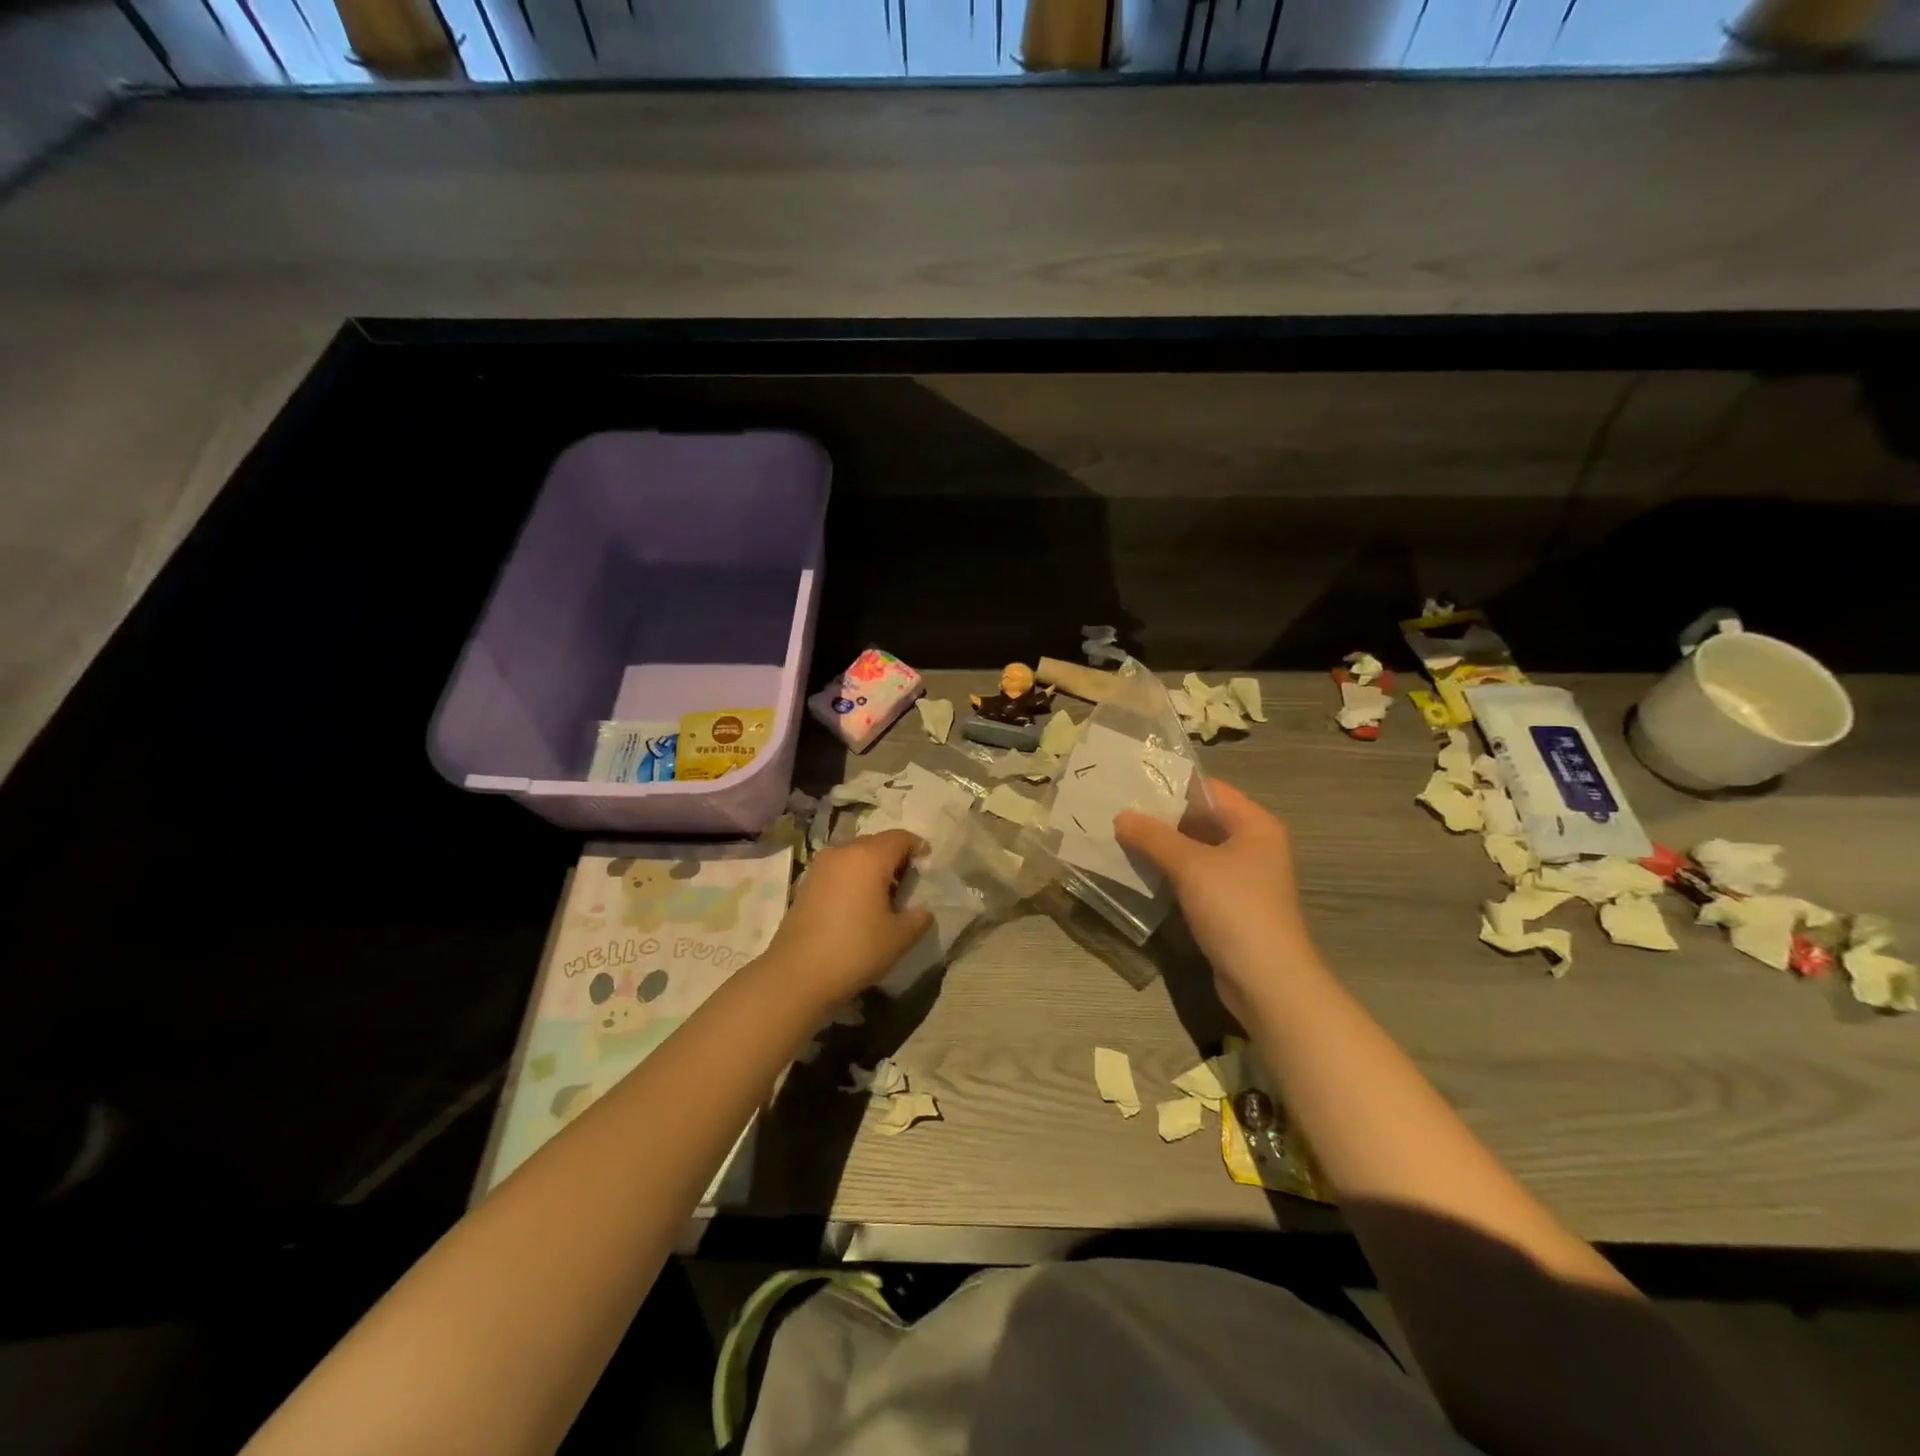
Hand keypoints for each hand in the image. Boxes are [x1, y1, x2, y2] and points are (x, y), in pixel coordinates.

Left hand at [762, 830, 932, 1008]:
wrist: (797, 974)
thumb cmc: (855, 950)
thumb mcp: (900, 937)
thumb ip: (919, 917)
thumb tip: (922, 908)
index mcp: (869, 856)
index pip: (900, 838)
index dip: (918, 847)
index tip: (928, 866)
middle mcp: (843, 852)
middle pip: (876, 843)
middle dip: (895, 857)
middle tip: (908, 883)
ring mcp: (820, 866)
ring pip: (855, 855)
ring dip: (872, 867)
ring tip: (883, 896)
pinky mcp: (806, 883)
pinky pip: (838, 869)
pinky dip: (853, 877)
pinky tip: (857, 905)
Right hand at [1114, 779, 1320, 1023]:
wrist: (1267, 981)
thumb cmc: (1235, 909)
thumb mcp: (1190, 866)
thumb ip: (1153, 836)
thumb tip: (1120, 816)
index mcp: (1255, 824)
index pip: (1209, 789)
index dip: (1171, 784)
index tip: (1130, 782)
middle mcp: (1253, 844)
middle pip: (1201, 818)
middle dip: (1161, 816)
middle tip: (1117, 809)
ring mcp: (1242, 877)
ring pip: (1195, 849)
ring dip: (1162, 845)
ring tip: (1119, 836)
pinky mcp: (1230, 904)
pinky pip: (1195, 876)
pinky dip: (1170, 871)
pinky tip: (1139, 870)